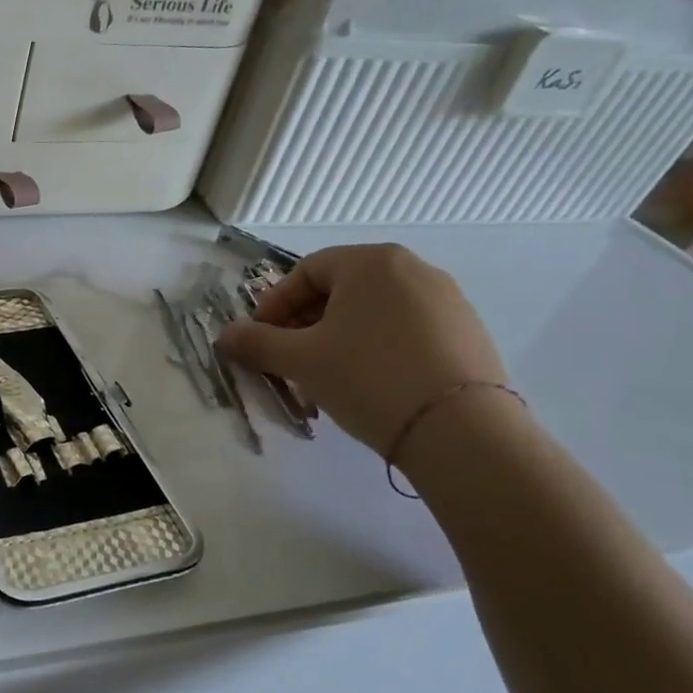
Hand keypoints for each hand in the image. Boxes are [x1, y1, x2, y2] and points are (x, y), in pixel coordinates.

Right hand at [215, 244, 505, 455]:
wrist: (461, 431)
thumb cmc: (368, 377)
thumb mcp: (300, 360)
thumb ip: (256, 342)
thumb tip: (224, 335)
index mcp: (371, 262)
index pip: (306, 272)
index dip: (274, 305)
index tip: (260, 339)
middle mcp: (413, 269)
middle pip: (341, 290)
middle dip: (305, 324)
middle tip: (288, 359)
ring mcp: (447, 300)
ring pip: (372, 312)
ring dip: (338, 338)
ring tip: (324, 376)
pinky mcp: (468, 333)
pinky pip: (406, 330)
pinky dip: (376, 348)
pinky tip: (368, 383)